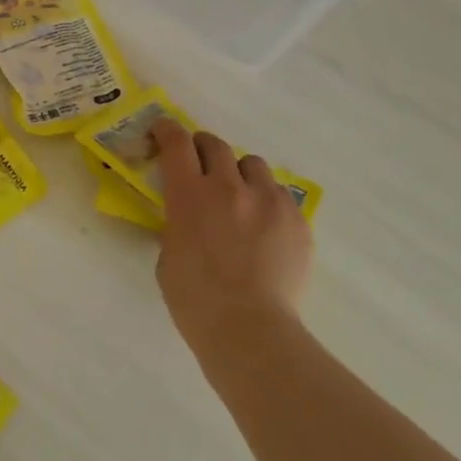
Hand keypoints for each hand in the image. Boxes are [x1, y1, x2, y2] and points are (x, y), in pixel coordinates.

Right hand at [151, 119, 313, 344]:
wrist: (250, 330)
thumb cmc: (195, 300)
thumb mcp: (168, 255)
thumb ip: (177, 224)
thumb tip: (187, 217)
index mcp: (189, 195)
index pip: (176, 143)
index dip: (167, 130)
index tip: (163, 130)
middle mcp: (229, 187)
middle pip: (216, 145)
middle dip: (203, 148)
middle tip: (199, 163)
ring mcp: (268, 201)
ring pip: (253, 164)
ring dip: (239, 173)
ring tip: (239, 196)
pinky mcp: (297, 220)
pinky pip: (280, 194)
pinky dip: (267, 200)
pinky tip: (264, 226)